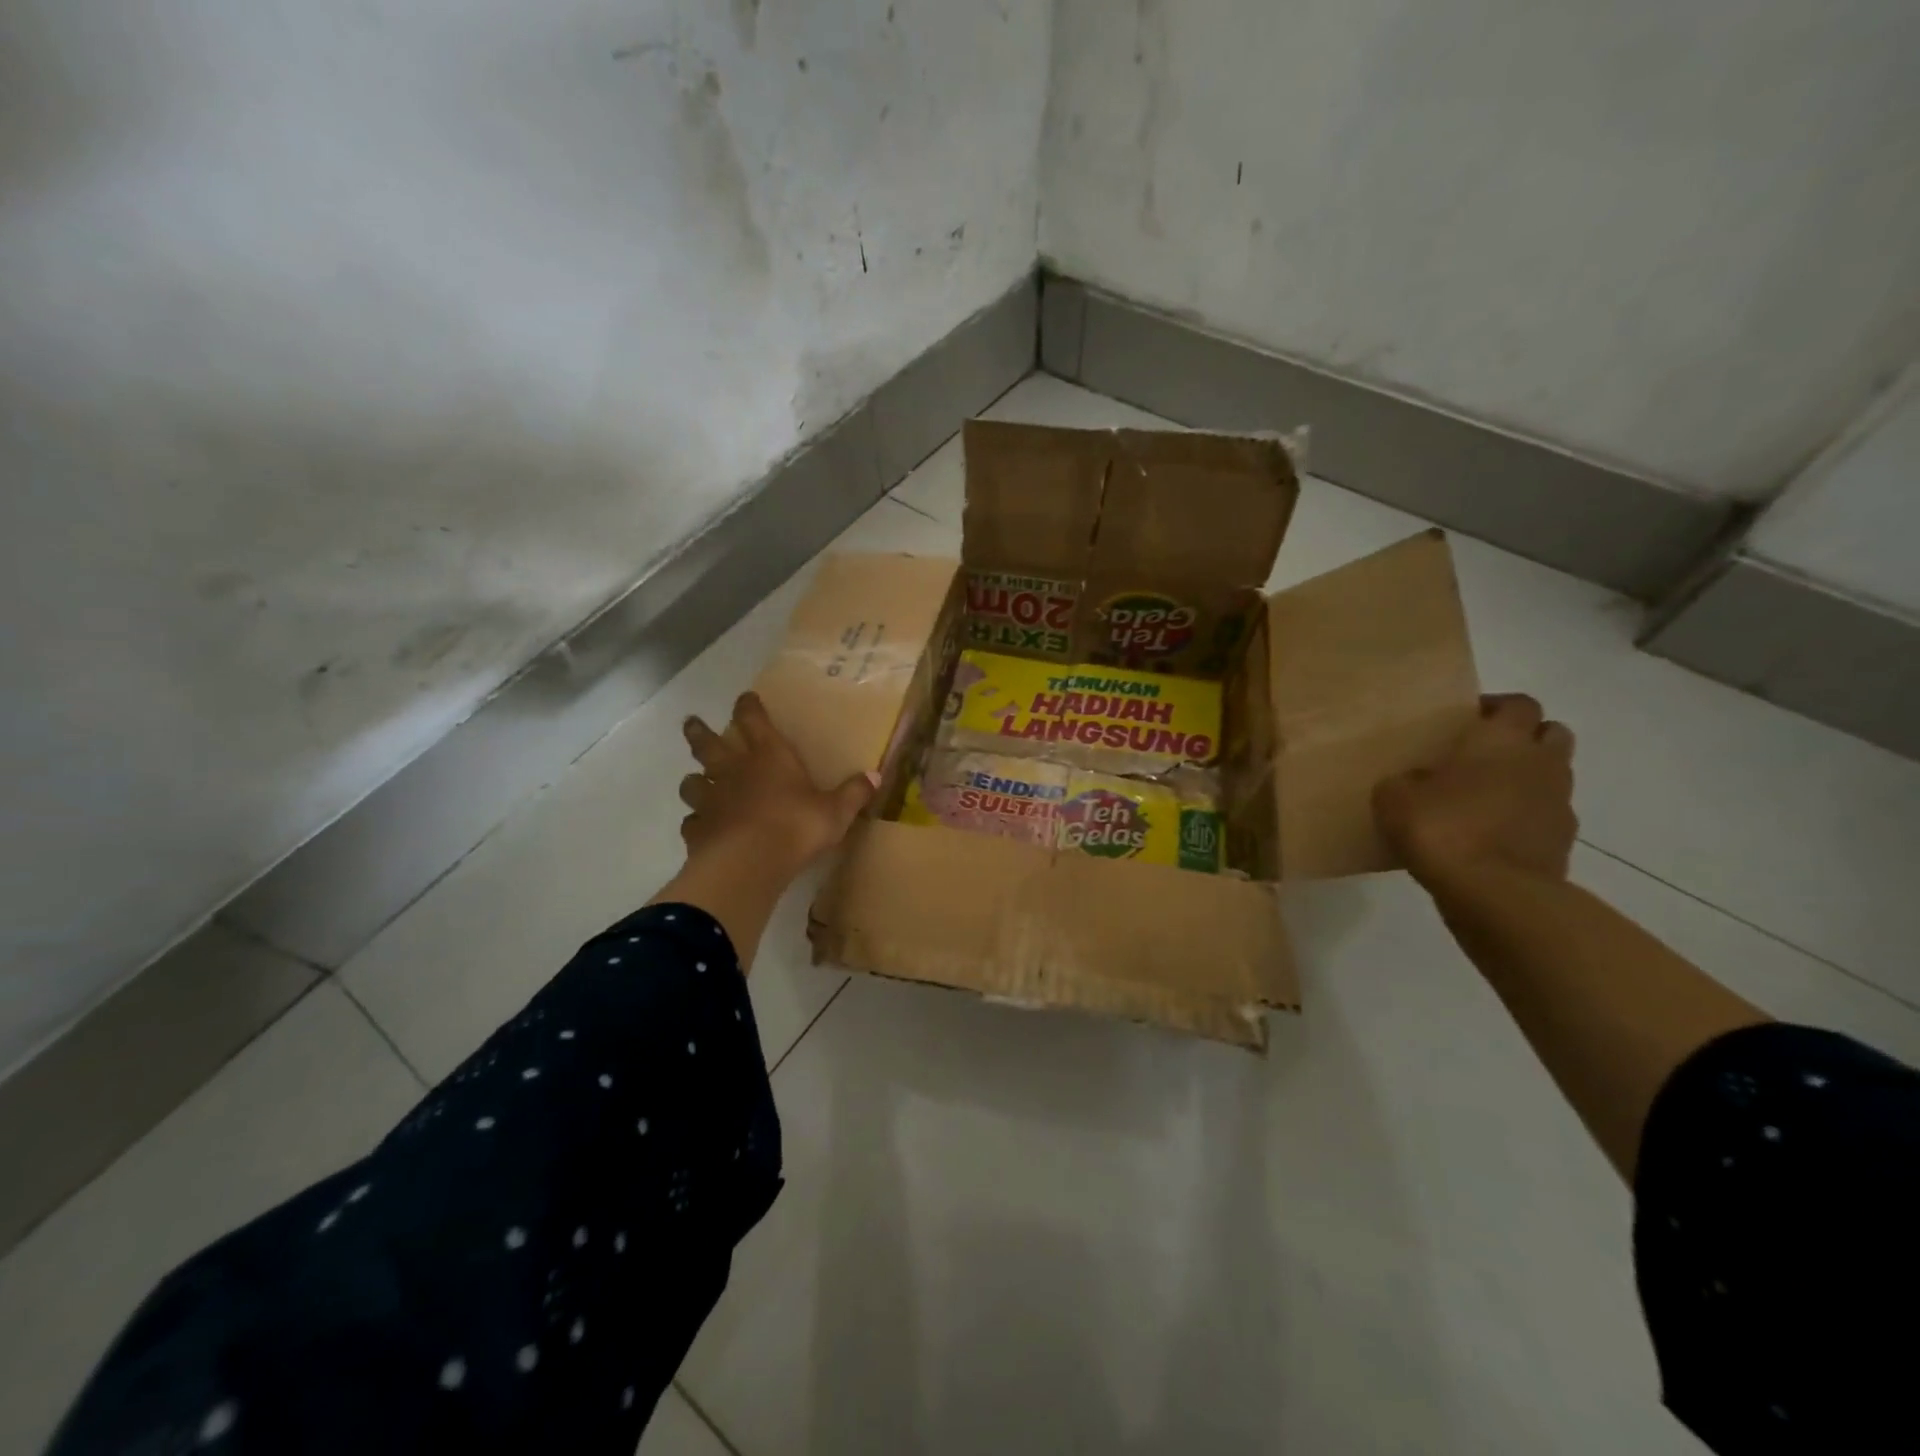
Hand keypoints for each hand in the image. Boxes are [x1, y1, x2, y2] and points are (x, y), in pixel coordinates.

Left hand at [679, 692, 877, 868]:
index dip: (748, 706)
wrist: (749, 863)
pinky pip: (691, 822)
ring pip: (691, 782)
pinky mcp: (697, 830)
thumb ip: (853, 793)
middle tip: (691, 722)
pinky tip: (702, 828)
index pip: (753, 720)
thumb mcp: (835, 812)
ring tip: (695, 781)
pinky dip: (696, 822)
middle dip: (700, 731)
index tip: (745, 698)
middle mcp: (733, 771)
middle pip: (707, 744)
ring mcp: (710, 800)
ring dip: (693, 780)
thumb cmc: (796, 827)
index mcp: (768, 757)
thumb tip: (875, 776)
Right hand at [1374, 693, 1576, 888]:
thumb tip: (1417, 781)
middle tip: (1484, 754)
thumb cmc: (1442, 828)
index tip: (1467, 719)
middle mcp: (1540, 762)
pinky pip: (1545, 817)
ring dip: (1526, 779)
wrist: (1495, 893)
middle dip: (1525, 737)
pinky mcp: (1563, 842)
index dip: (1496, 707)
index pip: (1517, 704)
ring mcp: (1559, 803)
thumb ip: (1406, 780)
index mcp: (1501, 740)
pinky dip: (1526, 818)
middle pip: (1550, 733)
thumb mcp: (1394, 797)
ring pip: (1552, 775)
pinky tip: (1491, 834)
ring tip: (1484, 796)